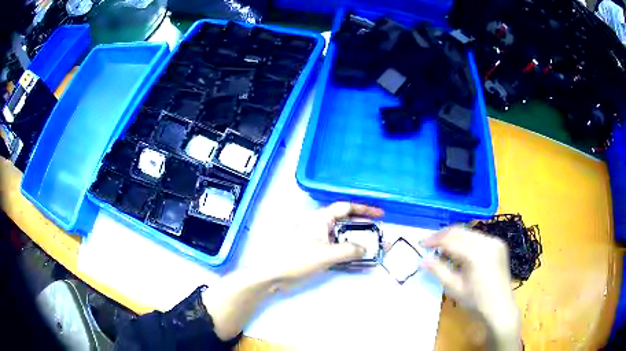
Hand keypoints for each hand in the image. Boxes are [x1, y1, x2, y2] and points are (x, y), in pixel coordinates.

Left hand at [267, 202, 383, 288]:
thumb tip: (366, 249)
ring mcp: (317, 238)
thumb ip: (349, 250)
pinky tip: (357, 259)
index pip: (346, 207)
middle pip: (346, 221)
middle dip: (363, 226)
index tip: (381, 214)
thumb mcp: (326, 254)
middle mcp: (320, 225)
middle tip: (378, 231)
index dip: (365, 209)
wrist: (274, 273)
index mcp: (321, 218)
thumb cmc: (298, 258)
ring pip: (342, 236)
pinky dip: (347, 251)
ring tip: (372, 246)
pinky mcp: (315, 251)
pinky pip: (336, 248)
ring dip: (356, 240)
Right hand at [421, 227, 520, 350]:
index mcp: (476, 253)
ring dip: (454, 238)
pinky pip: (478, 237)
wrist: (500, 307)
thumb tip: (422, 260)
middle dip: (443, 236)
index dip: (434, 240)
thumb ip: (438, 271)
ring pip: (469, 232)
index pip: (451, 239)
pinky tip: (460, 252)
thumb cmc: (476, 301)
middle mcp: (487, 241)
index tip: (421, 243)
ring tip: (443, 250)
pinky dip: (466, 241)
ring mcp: (495, 241)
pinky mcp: (498, 244)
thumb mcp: (454, 288)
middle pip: (460, 231)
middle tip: (429, 244)